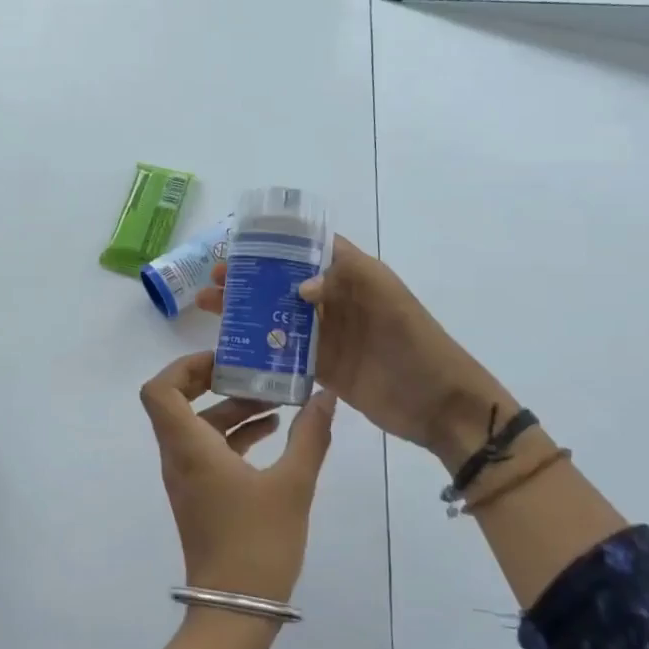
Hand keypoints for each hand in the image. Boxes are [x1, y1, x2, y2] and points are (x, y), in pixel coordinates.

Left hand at [139, 351, 337, 603]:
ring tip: (277, 400)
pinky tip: (274, 433)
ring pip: (199, 428)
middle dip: (216, 382)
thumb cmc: (258, 543)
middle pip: (178, 403)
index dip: (185, 367)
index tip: (225, 360)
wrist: (236, 610)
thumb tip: (326, 396)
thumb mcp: (293, 485)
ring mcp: (187, 479)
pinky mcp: (201, 496)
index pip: (159, 390)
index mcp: (189, 448)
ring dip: (232, 409)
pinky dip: (235, 435)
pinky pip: (210, 451)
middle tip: (254, 370)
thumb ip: (310, 436)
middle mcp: (178, 458)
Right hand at [196, 237, 501, 467]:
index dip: (275, 244)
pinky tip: (230, 344)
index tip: (237, 245)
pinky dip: (260, 346)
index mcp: (354, 275)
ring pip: (279, 316)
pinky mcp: (323, 367)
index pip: (310, 248)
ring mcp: (328, 335)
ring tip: (209, 306)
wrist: (440, 404)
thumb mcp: (388, 300)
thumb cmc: (416, 344)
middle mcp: (337, 300)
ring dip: (246, 309)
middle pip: (285, 282)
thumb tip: (298, 286)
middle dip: (250, 277)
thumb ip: (346, 281)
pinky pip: (285, 351)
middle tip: (214, 280)